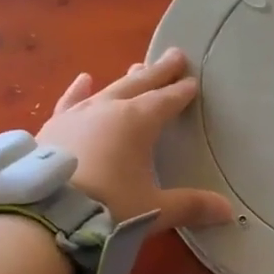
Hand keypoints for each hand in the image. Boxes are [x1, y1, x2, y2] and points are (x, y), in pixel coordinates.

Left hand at [38, 48, 233, 230]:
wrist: (45, 218)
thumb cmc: (109, 210)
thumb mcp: (154, 210)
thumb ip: (190, 205)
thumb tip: (227, 211)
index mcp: (137, 122)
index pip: (166, 101)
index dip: (181, 92)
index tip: (192, 81)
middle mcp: (108, 110)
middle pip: (139, 86)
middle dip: (158, 72)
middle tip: (174, 55)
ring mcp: (77, 116)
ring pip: (107, 90)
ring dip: (125, 80)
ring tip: (136, 66)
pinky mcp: (52, 128)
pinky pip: (69, 102)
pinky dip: (78, 91)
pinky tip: (82, 80)